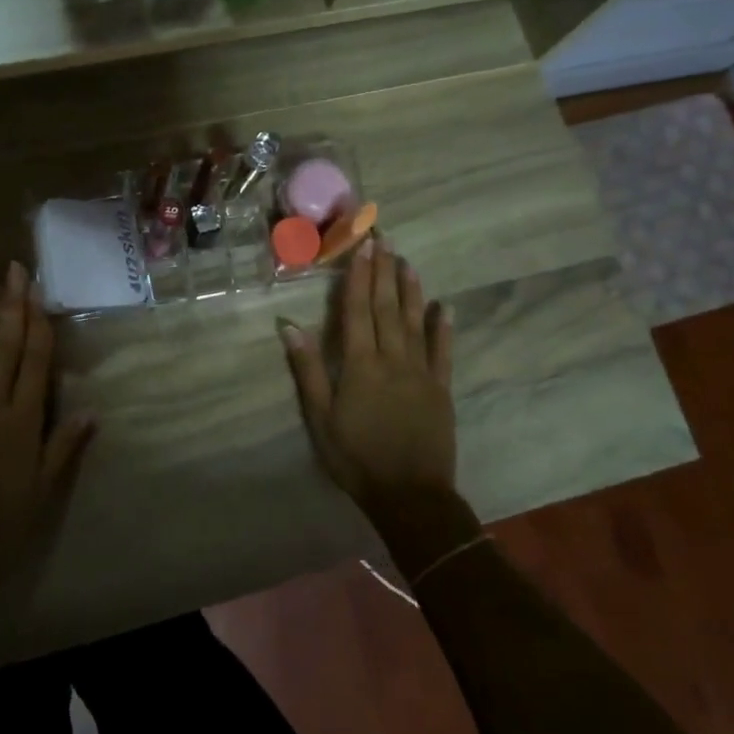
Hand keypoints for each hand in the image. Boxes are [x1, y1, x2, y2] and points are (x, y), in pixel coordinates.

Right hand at [280, 239, 456, 528]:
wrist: (410, 495)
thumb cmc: (356, 458)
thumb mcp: (320, 418)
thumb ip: (307, 370)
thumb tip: (289, 326)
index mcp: (360, 364)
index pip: (357, 310)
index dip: (359, 276)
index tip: (363, 246)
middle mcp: (392, 359)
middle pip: (386, 307)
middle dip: (383, 271)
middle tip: (384, 238)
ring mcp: (421, 372)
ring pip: (414, 322)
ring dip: (411, 290)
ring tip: (408, 262)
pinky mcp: (441, 389)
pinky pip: (443, 352)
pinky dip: (443, 328)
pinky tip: (444, 307)